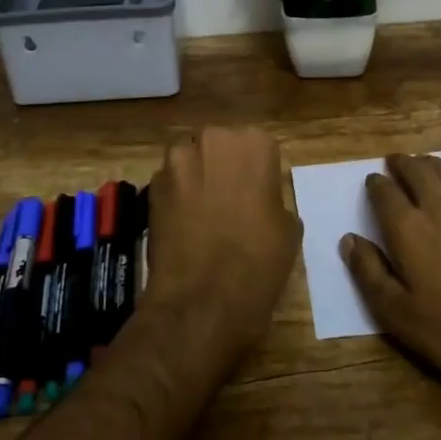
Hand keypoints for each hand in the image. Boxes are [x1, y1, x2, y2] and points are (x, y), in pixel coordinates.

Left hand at [144, 127, 301, 362]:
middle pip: (219, 145)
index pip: (258, 146)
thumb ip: (274, 199)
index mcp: (254, 142)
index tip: (258, 195)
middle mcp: (213, 139)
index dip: (257, 172)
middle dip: (223, 166)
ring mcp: (177, 161)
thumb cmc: (258, 260)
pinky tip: (184, 225)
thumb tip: (261, 200)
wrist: (203, 300)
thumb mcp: (289, 228)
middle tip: (231, 201)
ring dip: (197, 178)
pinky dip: (176, 197)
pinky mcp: (151, 186)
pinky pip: (170, 183)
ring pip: (190, 160)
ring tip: (203, 213)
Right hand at [341, 153, 440, 399]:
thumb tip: (349, 239)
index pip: (385, 194)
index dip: (376, 184)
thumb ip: (369, 273)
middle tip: (396, 161)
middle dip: (403, 164)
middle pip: (418, 172)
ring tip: (425, 163)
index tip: (372, 181)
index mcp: (409, 229)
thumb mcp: (397, 315)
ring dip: (434, 164)